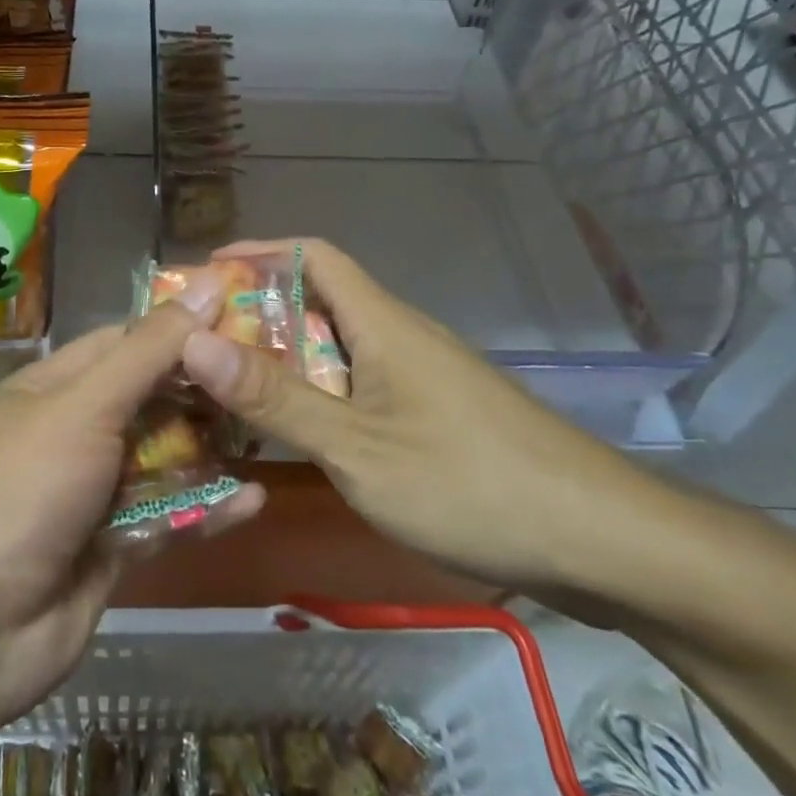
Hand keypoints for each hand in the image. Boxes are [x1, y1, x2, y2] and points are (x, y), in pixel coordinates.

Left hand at [0, 276, 265, 738]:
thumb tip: (206, 282)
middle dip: (205, 390)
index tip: (246, 318)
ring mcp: (94, 491)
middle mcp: (75, 430)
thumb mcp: (85, 407)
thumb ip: (149, 351)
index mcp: (55, 386)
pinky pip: (169, 516)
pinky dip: (206, 508)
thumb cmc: (22, 490)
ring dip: (211, 448)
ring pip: (164, 457)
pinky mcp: (114, 545)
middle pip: (151, 398)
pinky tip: (254, 499)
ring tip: (270, 432)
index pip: (127, 340)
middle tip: (272, 378)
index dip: (182, 327)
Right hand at [179, 239, 654, 593]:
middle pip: (318, 302)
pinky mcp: (436, 416)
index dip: (258, 252)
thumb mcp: (356, 447)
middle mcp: (400, 337)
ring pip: (338, 350)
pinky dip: (318, 397)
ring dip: (285, 361)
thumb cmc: (469, 482)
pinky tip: (296, 436)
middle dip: (257, 316)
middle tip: (199, 347)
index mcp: (382, 323)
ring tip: (230, 391)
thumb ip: (274, 397)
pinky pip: (360, 387)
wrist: (603, 542)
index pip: (313, 255)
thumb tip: (193, 342)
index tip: (204, 275)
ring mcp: (422, 377)